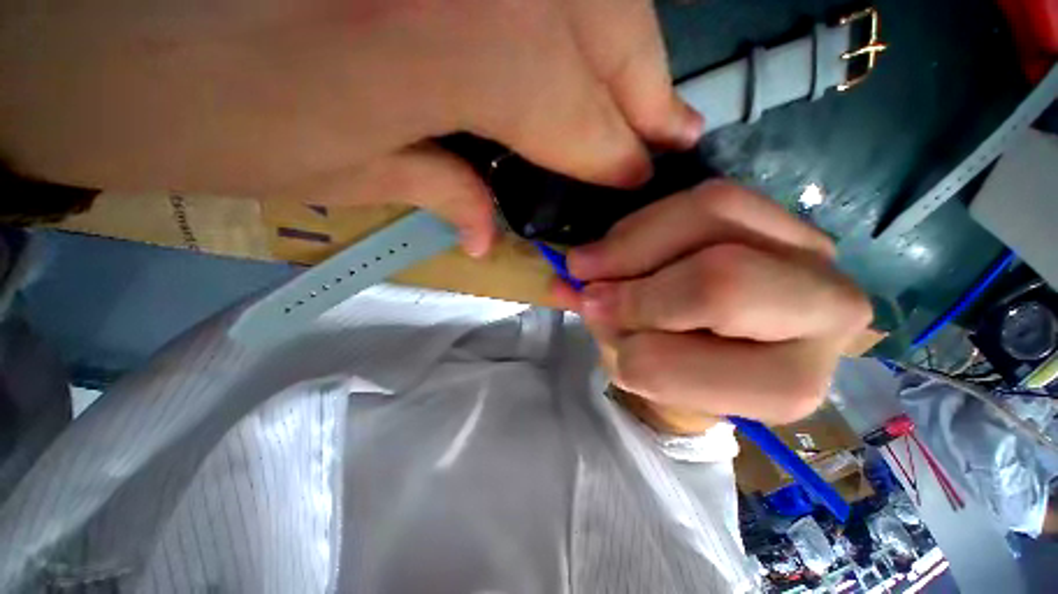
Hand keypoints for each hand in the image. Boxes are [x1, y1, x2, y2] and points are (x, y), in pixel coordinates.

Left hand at [0, 0, 700, 254]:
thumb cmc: (175, 105)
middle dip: (647, 92)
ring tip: (652, 106)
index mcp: (447, 40)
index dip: (616, 157)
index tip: (642, 185)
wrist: (74, 25)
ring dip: (631, 54)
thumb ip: (432, 186)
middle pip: (610, 31)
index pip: (580, 114)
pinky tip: (594, 59)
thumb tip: (489, 234)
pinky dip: (586, 23)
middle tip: (675, 138)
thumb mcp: (323, 167)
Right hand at [553, 181, 872, 424]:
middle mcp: (825, 314)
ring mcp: (809, 249)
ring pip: (711, 216)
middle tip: (584, 284)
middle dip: (632, 288)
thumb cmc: (688, 368)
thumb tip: (567, 286)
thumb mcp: (648, 369)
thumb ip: (609, 332)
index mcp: (784, 385)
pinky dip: (645, 220)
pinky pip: (707, 196)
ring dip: (628, 243)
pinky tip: (619, 241)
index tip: (594, 327)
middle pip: (719, 281)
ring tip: (590, 260)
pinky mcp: (779, 214)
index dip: (623, 349)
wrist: (733, 344)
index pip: (684, 364)